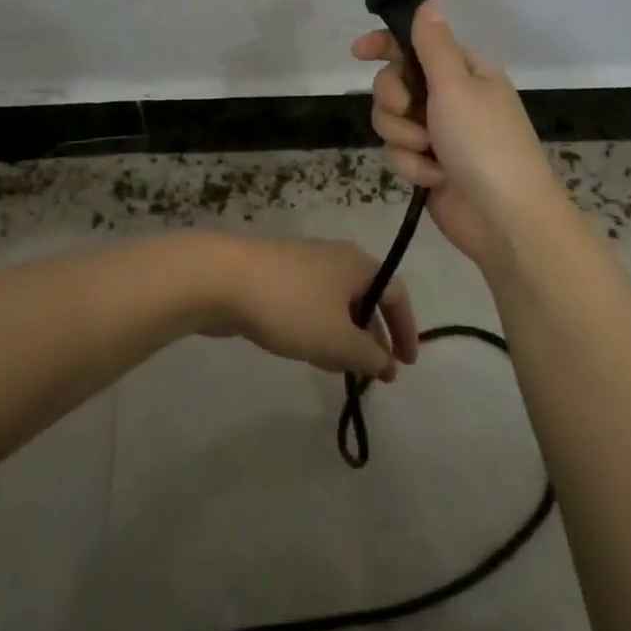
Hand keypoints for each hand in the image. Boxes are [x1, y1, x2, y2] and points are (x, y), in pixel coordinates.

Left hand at [199, 235, 419, 381]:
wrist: (223, 278)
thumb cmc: (291, 306)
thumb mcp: (338, 340)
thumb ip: (370, 355)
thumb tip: (386, 362)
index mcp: (358, 264)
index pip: (396, 294)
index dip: (407, 329)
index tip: (406, 365)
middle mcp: (335, 257)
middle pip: (366, 297)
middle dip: (371, 337)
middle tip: (372, 373)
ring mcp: (302, 263)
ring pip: (335, 303)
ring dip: (343, 336)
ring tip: (337, 368)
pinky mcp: (276, 274)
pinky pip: (309, 303)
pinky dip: (317, 327)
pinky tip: (304, 350)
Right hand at [351, 0, 566, 272]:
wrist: (504, 219)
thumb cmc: (485, 143)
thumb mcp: (457, 86)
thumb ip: (433, 44)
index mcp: (464, 71)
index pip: (415, 44)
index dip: (384, 44)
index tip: (358, 52)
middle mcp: (449, 97)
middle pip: (393, 82)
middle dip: (394, 100)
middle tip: (411, 112)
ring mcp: (438, 133)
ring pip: (389, 120)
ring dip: (404, 137)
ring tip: (428, 152)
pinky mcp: (427, 164)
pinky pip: (397, 152)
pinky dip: (412, 166)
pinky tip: (434, 178)